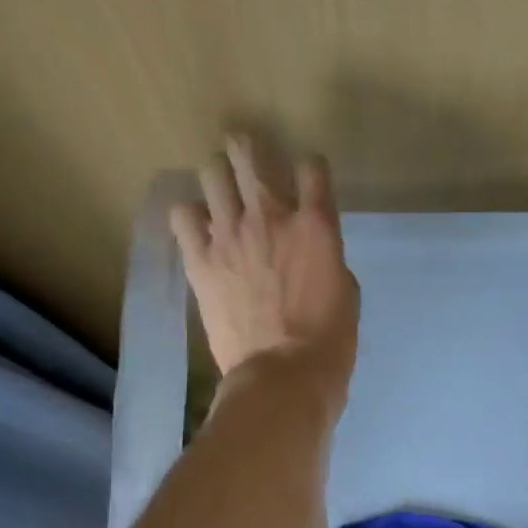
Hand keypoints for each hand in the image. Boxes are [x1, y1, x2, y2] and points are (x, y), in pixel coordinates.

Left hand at [169, 134, 358, 407]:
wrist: (283, 376)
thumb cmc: (328, 343)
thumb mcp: (345, 294)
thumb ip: (325, 259)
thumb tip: (308, 252)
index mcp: (315, 226)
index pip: (311, 167)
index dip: (309, 170)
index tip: (306, 184)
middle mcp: (270, 216)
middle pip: (248, 153)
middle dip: (248, 151)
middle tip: (249, 166)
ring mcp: (229, 235)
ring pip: (211, 173)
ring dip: (218, 179)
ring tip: (222, 198)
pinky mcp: (199, 260)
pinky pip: (182, 215)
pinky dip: (190, 217)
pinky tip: (200, 231)